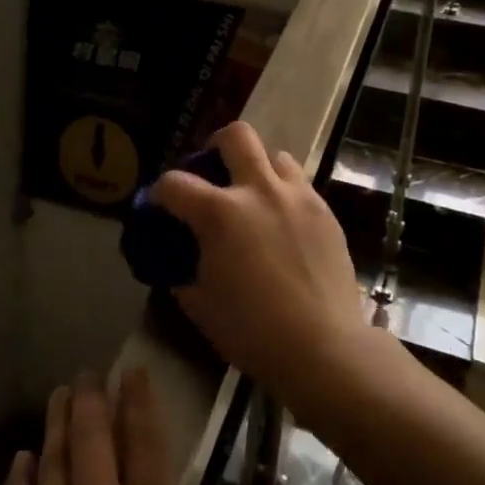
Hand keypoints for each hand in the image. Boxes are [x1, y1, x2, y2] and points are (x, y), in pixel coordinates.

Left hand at [0, 370, 262, 484]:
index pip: (147, 450)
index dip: (140, 405)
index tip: (133, 371)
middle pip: (94, 444)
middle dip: (92, 401)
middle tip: (88, 371)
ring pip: (53, 464)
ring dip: (57, 424)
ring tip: (60, 394)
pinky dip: (19, 477)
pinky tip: (22, 458)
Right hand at [153, 121, 371, 414]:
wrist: (324, 348)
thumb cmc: (253, 332)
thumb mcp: (202, 306)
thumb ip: (184, 274)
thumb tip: (179, 265)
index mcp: (219, 214)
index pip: (175, 183)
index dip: (160, 192)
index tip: (160, 205)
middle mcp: (258, 191)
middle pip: (236, 136)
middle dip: (217, 144)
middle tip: (213, 170)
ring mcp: (297, 197)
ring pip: (276, 155)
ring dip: (259, 168)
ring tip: (255, 196)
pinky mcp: (325, 211)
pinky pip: (301, 185)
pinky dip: (285, 193)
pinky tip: (283, 223)